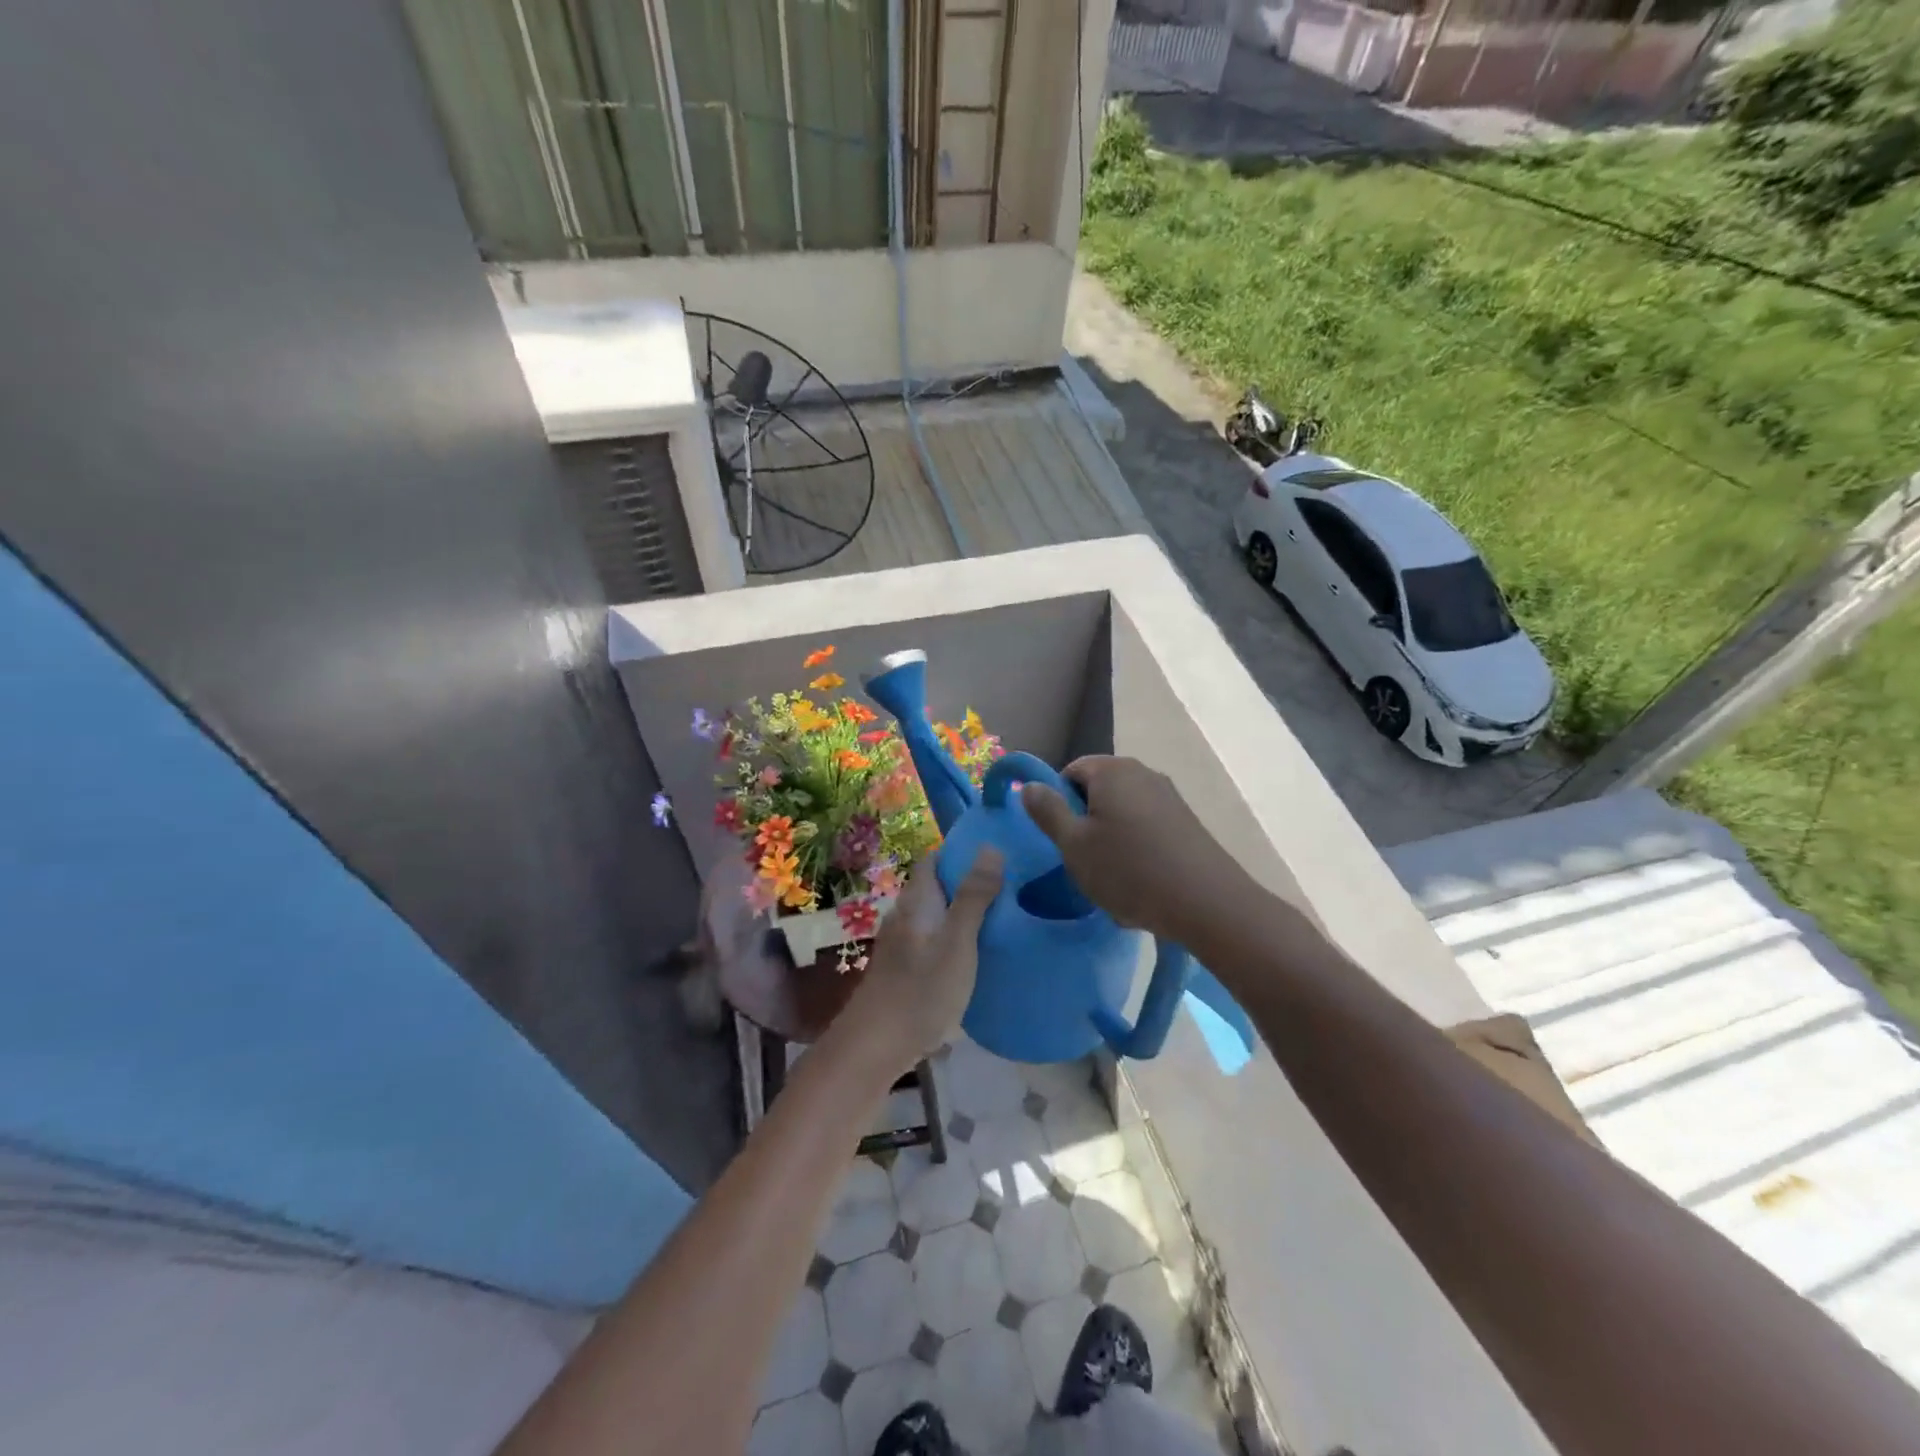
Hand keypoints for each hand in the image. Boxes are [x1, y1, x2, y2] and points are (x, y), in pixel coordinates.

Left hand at [841, 847, 1003, 1072]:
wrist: (876, 1046)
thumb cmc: (921, 989)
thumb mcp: (957, 941)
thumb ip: (974, 896)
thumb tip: (991, 846)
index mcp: (917, 900)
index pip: (935, 859)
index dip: (963, 852)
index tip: (1000, 853)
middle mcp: (905, 914)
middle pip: (937, 887)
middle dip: (969, 882)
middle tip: (1012, 886)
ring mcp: (902, 943)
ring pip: (936, 914)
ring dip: (963, 911)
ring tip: (1002, 917)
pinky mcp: (904, 969)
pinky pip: (934, 939)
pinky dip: (955, 937)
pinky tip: (976, 953)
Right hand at [1020, 756, 1247, 942]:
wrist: (1207, 903)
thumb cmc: (1129, 870)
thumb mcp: (1073, 845)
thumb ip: (1047, 811)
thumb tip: (1029, 785)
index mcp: (1111, 770)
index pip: (1070, 772)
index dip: (1058, 803)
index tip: (1062, 839)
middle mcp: (1142, 773)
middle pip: (1098, 791)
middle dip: (1086, 823)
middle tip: (1083, 861)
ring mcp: (1169, 796)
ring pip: (1122, 813)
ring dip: (1111, 840)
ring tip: (1113, 877)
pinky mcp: (1186, 821)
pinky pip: (1147, 828)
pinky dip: (1137, 849)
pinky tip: (1141, 881)